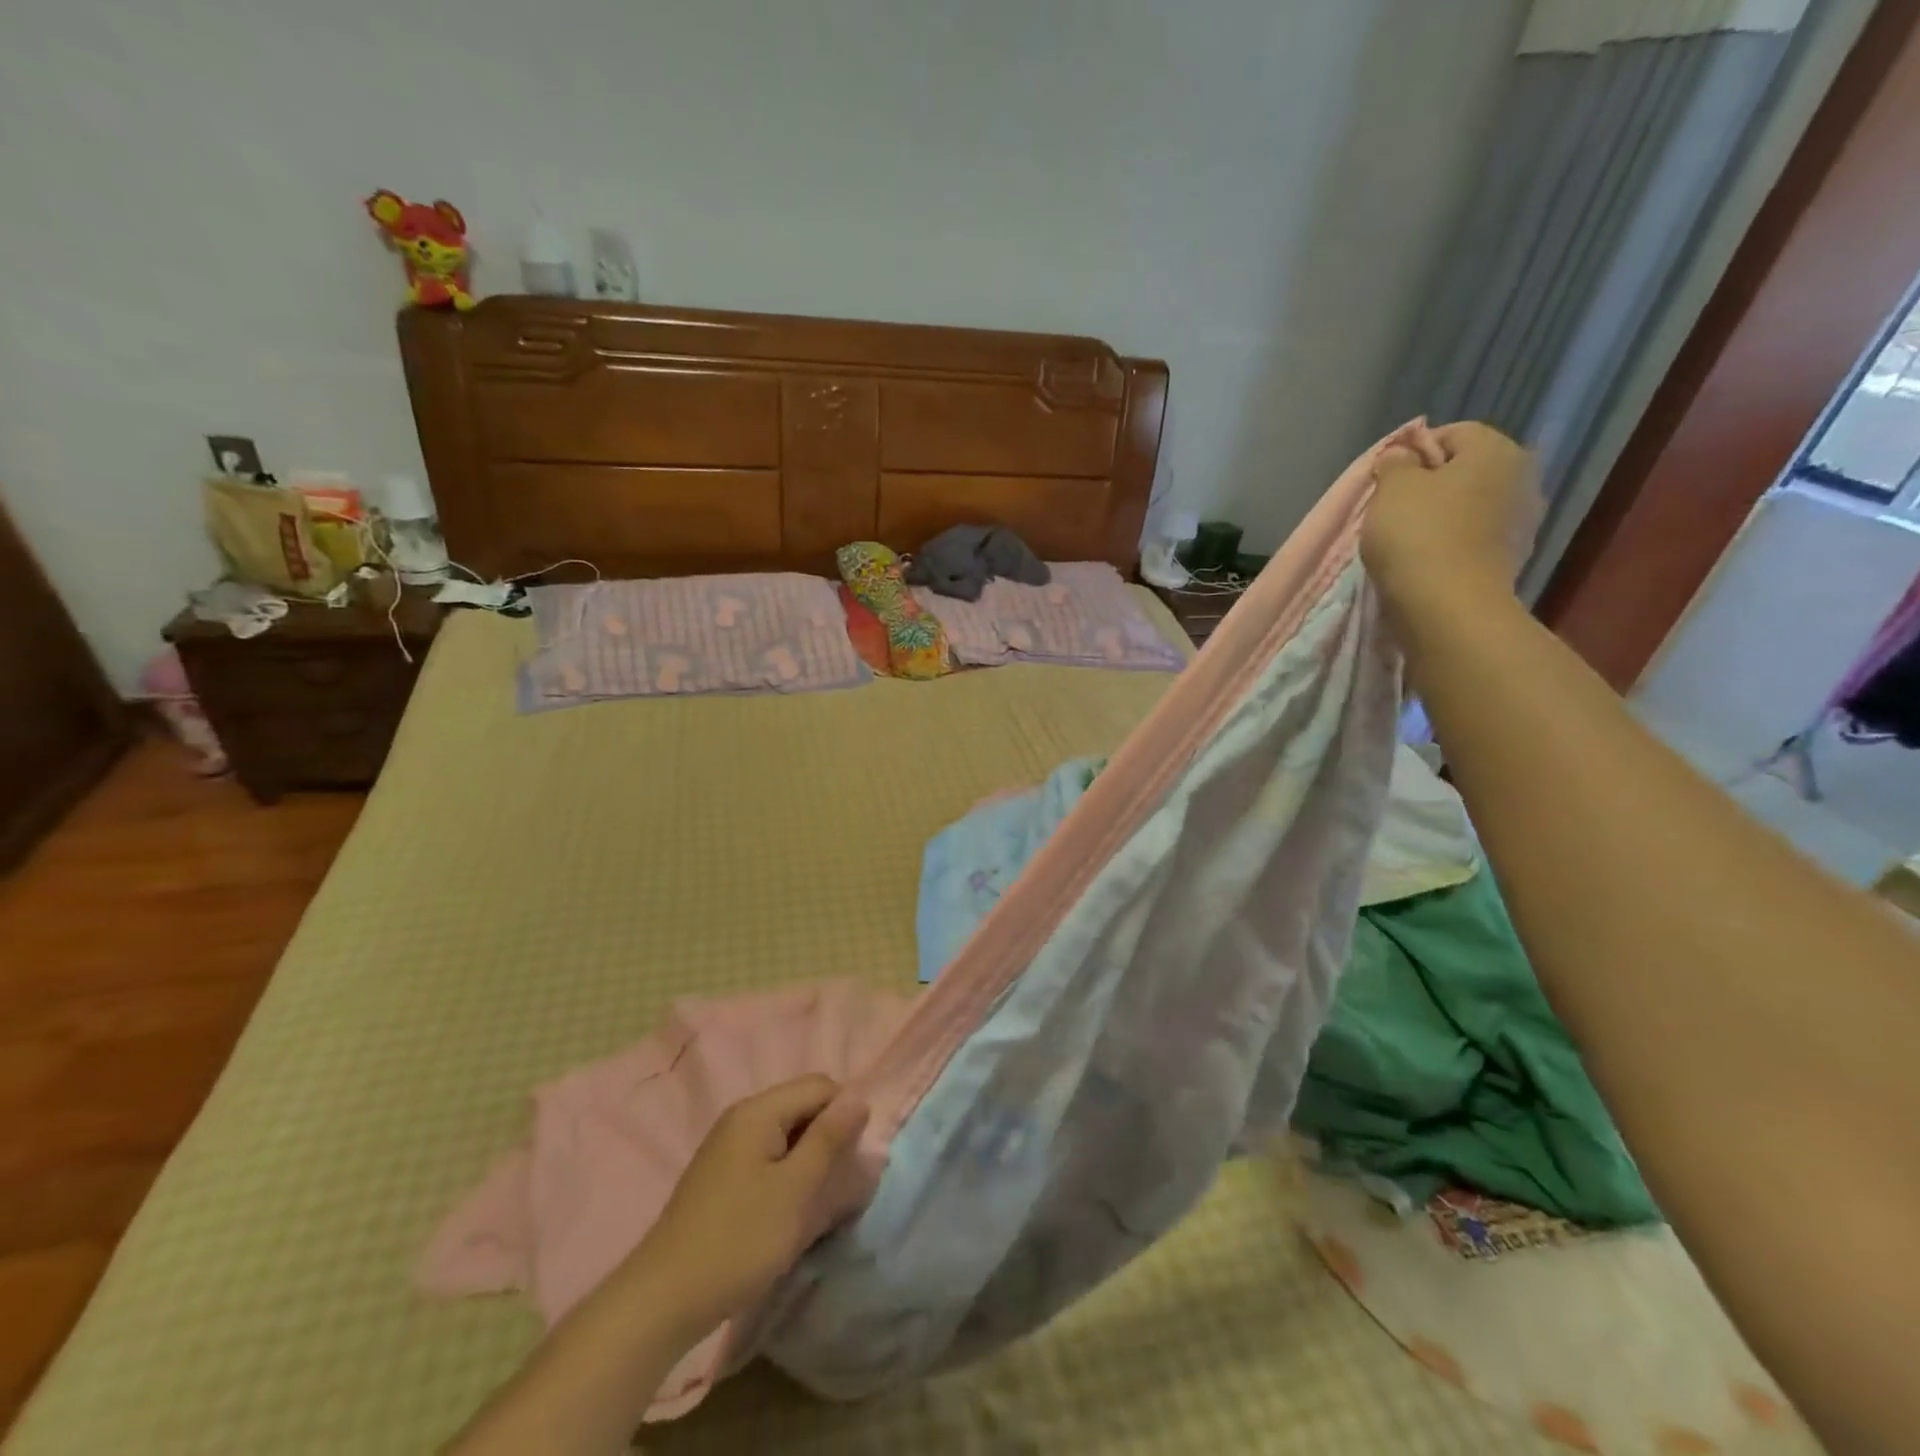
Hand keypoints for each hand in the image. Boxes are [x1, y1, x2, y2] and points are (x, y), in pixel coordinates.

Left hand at [631, 1075, 871, 1339]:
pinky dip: (786, 1178)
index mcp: (758, 1111)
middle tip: (836, 1187)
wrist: (662, 1301)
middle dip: (827, 1140)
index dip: (844, 1115)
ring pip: (787, 1137)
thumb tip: (858, 1098)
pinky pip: (768, 1160)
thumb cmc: (738, 1240)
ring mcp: (727, 1148)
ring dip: (808, 1163)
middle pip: (802, 1108)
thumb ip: (829, 1140)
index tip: (851, 1161)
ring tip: (814, 1206)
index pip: (820, 1086)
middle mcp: (741, 1118)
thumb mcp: (795, 1190)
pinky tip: (787, 1216)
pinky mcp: (721, 1178)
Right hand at [1362, 422, 1541, 613]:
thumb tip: (1402, 455)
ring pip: (1470, 506)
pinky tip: (1425, 560)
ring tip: (1406, 538)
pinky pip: (1473, 538)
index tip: (1388, 478)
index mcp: (1498, 451)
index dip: (1415, 450)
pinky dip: (1450, 543)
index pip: (1454, 433)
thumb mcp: (1392, 488)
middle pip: (1466, 471)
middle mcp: (1522, 478)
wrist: (1447, 606)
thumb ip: (1395, 463)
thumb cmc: (1417, 534)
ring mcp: (1522, 523)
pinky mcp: (1510, 560)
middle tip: (1394, 508)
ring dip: (1441, 516)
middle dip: (1430, 484)